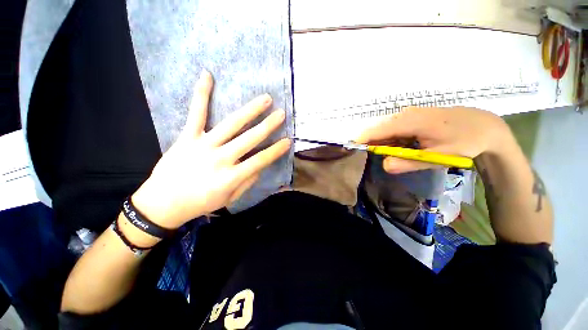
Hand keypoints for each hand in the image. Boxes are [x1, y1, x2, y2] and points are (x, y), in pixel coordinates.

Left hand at [132, 70, 290, 228]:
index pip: (260, 161)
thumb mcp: (229, 199)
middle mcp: (220, 159)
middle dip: (268, 126)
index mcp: (231, 177)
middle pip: (249, 139)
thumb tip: (259, 167)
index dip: (275, 150)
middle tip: (281, 114)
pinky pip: (196, 113)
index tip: (288, 140)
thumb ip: (247, 182)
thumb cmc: (201, 203)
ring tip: (265, 99)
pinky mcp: (187, 137)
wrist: (163, 203)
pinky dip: (202, 94)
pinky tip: (208, 75)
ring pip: (231, 124)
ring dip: (250, 110)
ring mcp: (203, 145)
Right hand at [355, 106, 509, 173]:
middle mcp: (405, 114)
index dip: (362, 139)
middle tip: (374, 157)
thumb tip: (383, 164)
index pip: (376, 130)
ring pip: (386, 127)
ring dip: (383, 141)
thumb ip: (408, 163)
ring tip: (394, 154)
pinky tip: (403, 146)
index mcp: (410, 122)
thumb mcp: (436, 157)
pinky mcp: (413, 115)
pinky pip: (394, 126)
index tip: (351, 148)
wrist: (485, 127)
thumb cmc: (463, 143)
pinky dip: (392, 138)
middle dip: (372, 142)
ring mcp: (409, 113)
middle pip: (378, 128)